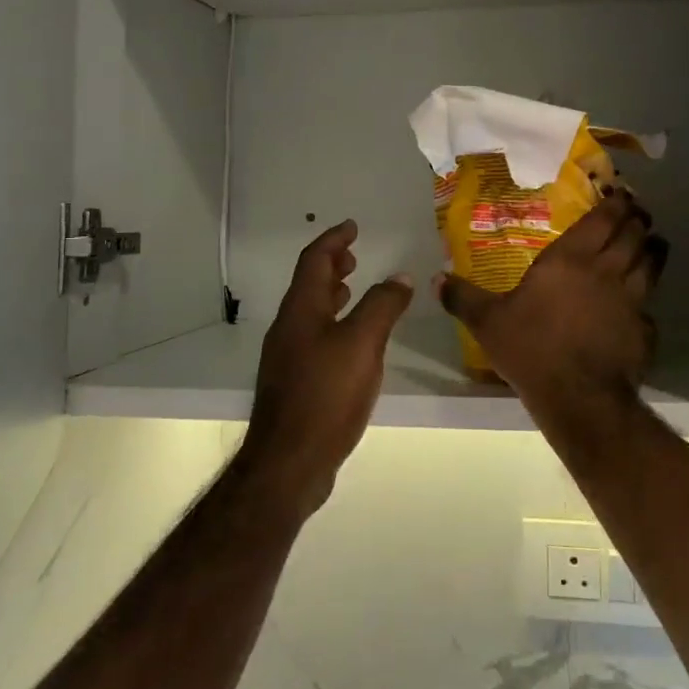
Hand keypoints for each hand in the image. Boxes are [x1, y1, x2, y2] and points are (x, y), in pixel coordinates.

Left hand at [241, 220, 413, 515]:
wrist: (289, 463)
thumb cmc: (326, 395)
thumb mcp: (362, 344)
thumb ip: (382, 306)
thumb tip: (400, 277)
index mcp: (301, 310)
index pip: (314, 260)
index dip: (333, 240)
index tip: (351, 226)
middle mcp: (289, 327)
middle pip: (308, 284)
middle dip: (331, 265)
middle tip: (354, 256)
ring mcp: (288, 356)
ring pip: (310, 311)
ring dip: (331, 293)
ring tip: (353, 288)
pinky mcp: (295, 382)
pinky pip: (314, 335)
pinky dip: (333, 322)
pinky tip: (351, 341)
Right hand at [435, 190, 667, 419]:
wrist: (578, 396)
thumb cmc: (531, 348)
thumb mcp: (488, 322)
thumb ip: (463, 298)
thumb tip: (437, 279)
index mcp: (570, 260)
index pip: (602, 220)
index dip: (616, 204)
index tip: (622, 194)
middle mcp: (605, 271)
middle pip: (633, 235)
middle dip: (639, 220)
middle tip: (639, 214)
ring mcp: (631, 300)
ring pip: (651, 264)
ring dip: (654, 249)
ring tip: (655, 243)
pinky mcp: (644, 330)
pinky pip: (651, 307)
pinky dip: (649, 300)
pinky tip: (644, 305)